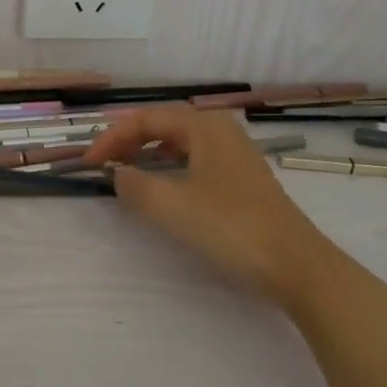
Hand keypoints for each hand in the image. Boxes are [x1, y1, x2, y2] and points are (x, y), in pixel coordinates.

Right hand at [83, 106, 370, 315]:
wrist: (298, 267)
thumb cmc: (231, 228)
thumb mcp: (172, 206)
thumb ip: (134, 185)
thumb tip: (117, 174)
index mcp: (203, 126)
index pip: (146, 119)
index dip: (112, 138)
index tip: (89, 163)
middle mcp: (220, 130)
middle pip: (163, 125)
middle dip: (129, 141)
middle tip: (104, 164)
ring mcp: (235, 154)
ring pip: (180, 142)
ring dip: (149, 153)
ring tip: (127, 172)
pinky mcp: (243, 179)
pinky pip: (195, 159)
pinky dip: (170, 167)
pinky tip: (164, 187)